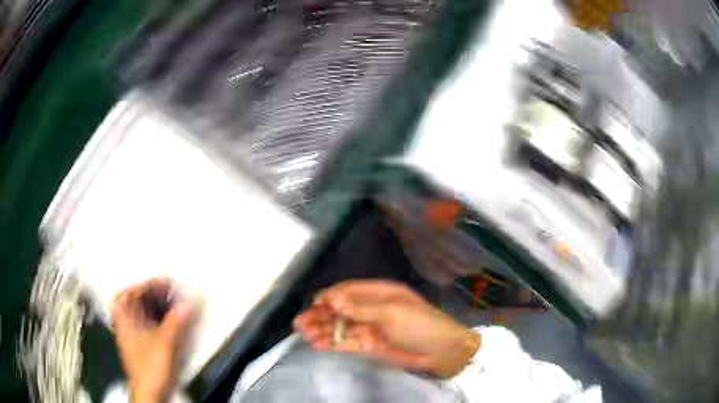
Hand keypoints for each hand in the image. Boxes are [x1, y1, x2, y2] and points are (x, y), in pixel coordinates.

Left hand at [111, 279, 194, 402]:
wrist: (150, 394)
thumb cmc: (151, 367)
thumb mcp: (165, 342)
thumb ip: (179, 320)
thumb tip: (193, 301)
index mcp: (124, 316)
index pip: (134, 290)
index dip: (152, 284)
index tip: (169, 284)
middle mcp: (124, 322)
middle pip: (136, 299)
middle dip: (153, 293)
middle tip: (170, 292)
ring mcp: (131, 334)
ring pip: (141, 312)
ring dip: (156, 306)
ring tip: (172, 304)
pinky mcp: (140, 345)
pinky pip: (147, 323)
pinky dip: (157, 319)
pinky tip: (169, 323)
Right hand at [294, 280, 479, 378]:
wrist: (441, 352)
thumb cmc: (420, 324)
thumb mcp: (392, 312)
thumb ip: (361, 308)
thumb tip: (332, 299)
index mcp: (379, 293)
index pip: (348, 291)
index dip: (330, 296)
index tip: (315, 304)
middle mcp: (370, 309)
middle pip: (339, 310)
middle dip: (320, 315)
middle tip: (301, 323)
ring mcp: (368, 328)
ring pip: (339, 327)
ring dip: (321, 330)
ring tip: (303, 334)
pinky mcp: (368, 346)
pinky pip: (345, 343)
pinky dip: (331, 344)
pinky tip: (316, 345)